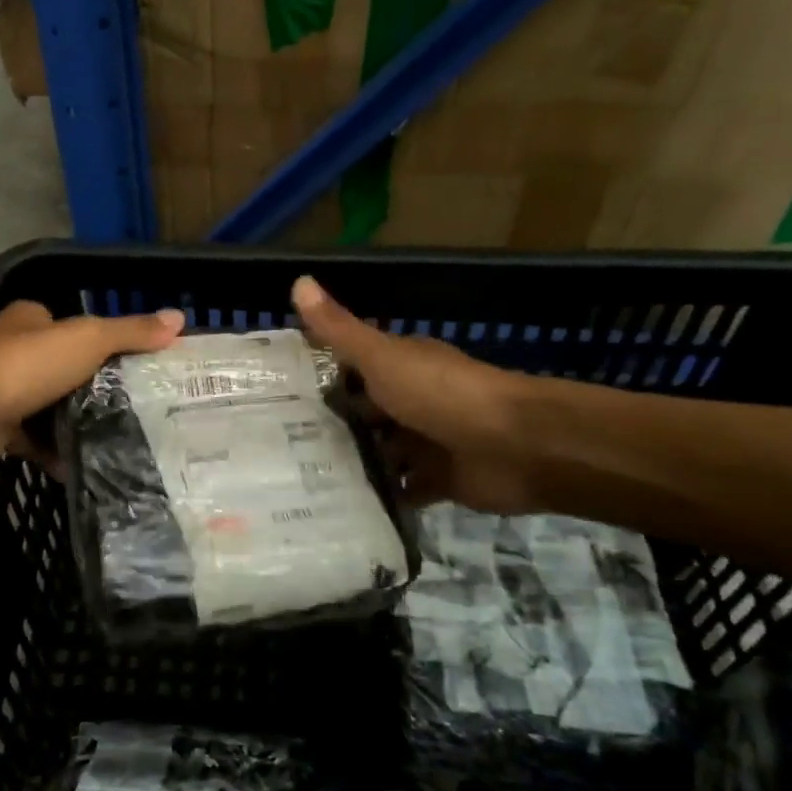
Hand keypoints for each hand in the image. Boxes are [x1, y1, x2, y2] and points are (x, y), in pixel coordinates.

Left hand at [0, 300, 184, 476]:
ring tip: (128, 440)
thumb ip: (131, 332)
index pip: (74, 327)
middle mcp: (15, 355)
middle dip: (98, 389)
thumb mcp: (89, 339)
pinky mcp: (0, 434)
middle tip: (142, 408)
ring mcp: (6, 396)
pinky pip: (39, 446)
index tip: (141, 365)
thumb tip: (179, 319)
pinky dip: (62, 457)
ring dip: (81, 425)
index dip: (107, 342)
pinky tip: (94, 468)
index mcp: (31, 323)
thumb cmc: (27, 366)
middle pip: (67, 371)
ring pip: (53, 410)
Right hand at [291, 276, 538, 512]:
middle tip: (274, 449)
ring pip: (380, 454)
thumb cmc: (443, 394)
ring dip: (352, 465)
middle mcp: (412, 401)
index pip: (350, 369)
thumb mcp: (382, 358)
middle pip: (363, 414)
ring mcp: (426, 442)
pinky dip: (381, 498)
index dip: (317, 378)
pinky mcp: (438, 481)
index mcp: (400, 367)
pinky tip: (341, 509)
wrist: (516, 445)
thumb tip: (298, 281)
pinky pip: (402, 491)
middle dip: (328, 429)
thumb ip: (340, 330)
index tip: (275, 395)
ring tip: (298, 483)